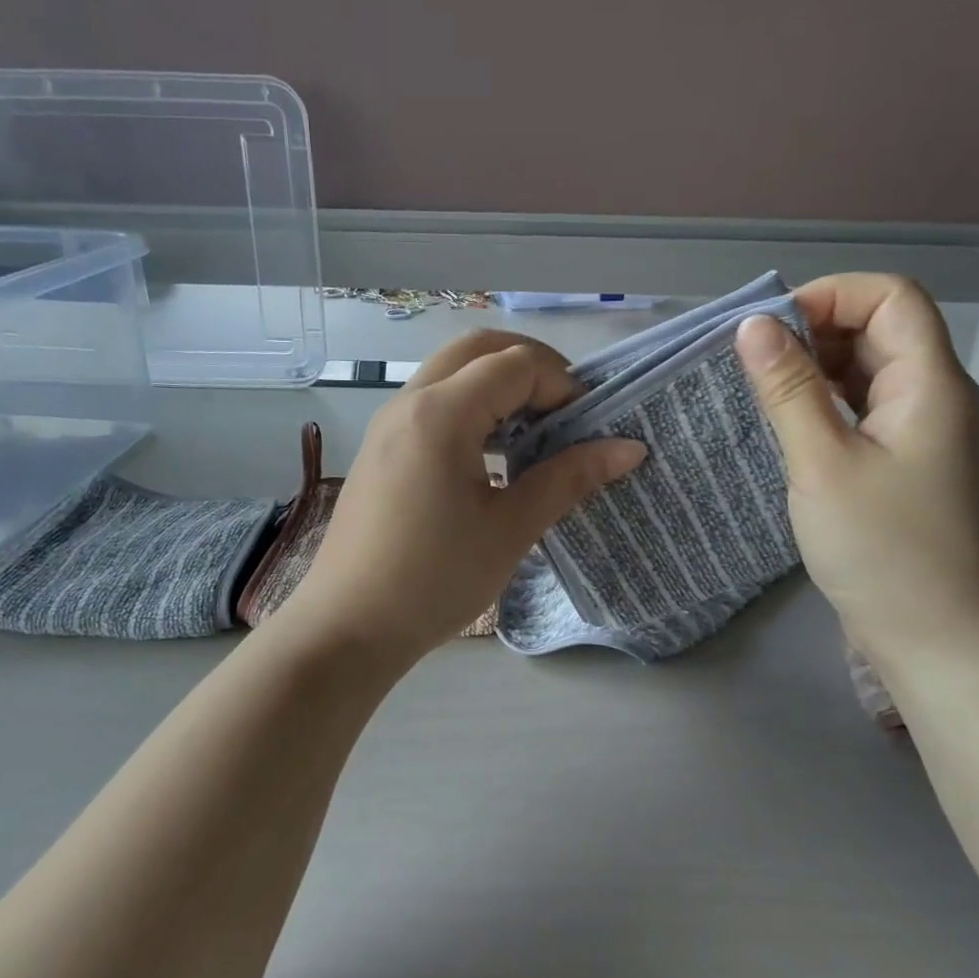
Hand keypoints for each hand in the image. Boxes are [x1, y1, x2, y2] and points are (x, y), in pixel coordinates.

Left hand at [283, 331, 644, 664]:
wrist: (348, 628)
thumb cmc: (435, 580)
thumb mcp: (511, 529)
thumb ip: (569, 478)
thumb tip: (630, 448)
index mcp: (441, 413)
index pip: (516, 364)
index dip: (563, 386)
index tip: (588, 430)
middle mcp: (409, 402)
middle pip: (479, 349)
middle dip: (531, 368)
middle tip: (564, 413)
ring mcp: (388, 423)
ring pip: (451, 373)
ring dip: (498, 386)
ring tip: (532, 434)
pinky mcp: (380, 449)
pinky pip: (432, 404)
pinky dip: (470, 409)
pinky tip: (491, 458)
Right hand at [734, 275, 978, 662]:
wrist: (934, 637)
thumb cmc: (880, 549)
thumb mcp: (822, 463)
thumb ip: (788, 389)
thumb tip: (752, 326)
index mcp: (929, 383)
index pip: (890, 297)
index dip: (829, 296)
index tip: (769, 330)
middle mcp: (934, 396)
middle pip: (880, 330)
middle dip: (815, 332)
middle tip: (754, 365)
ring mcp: (922, 432)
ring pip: (868, 372)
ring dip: (816, 370)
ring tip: (763, 394)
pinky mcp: (905, 463)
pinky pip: (864, 411)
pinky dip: (825, 405)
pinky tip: (790, 426)